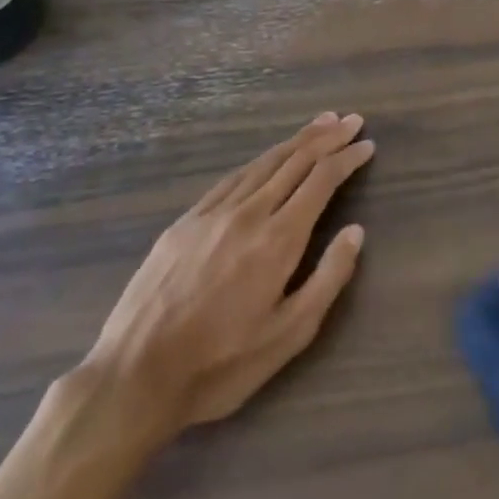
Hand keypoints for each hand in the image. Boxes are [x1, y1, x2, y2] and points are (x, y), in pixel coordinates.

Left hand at [75, 113, 373, 452]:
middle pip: (295, 161)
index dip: (347, 158)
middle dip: (327, 138)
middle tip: (351, 120)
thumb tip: (356, 232)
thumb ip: (328, 280)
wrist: (132, 378)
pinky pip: (231, 179)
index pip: (321, 181)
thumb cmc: (220, 365)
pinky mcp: (184, 223)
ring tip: (319, 125)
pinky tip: (266, 159)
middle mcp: (248, 213)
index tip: (367, 144)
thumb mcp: (288, 336)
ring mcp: (212, 214)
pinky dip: (259, 161)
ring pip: (263, 163)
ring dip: (296, 141)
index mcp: (278, 239)